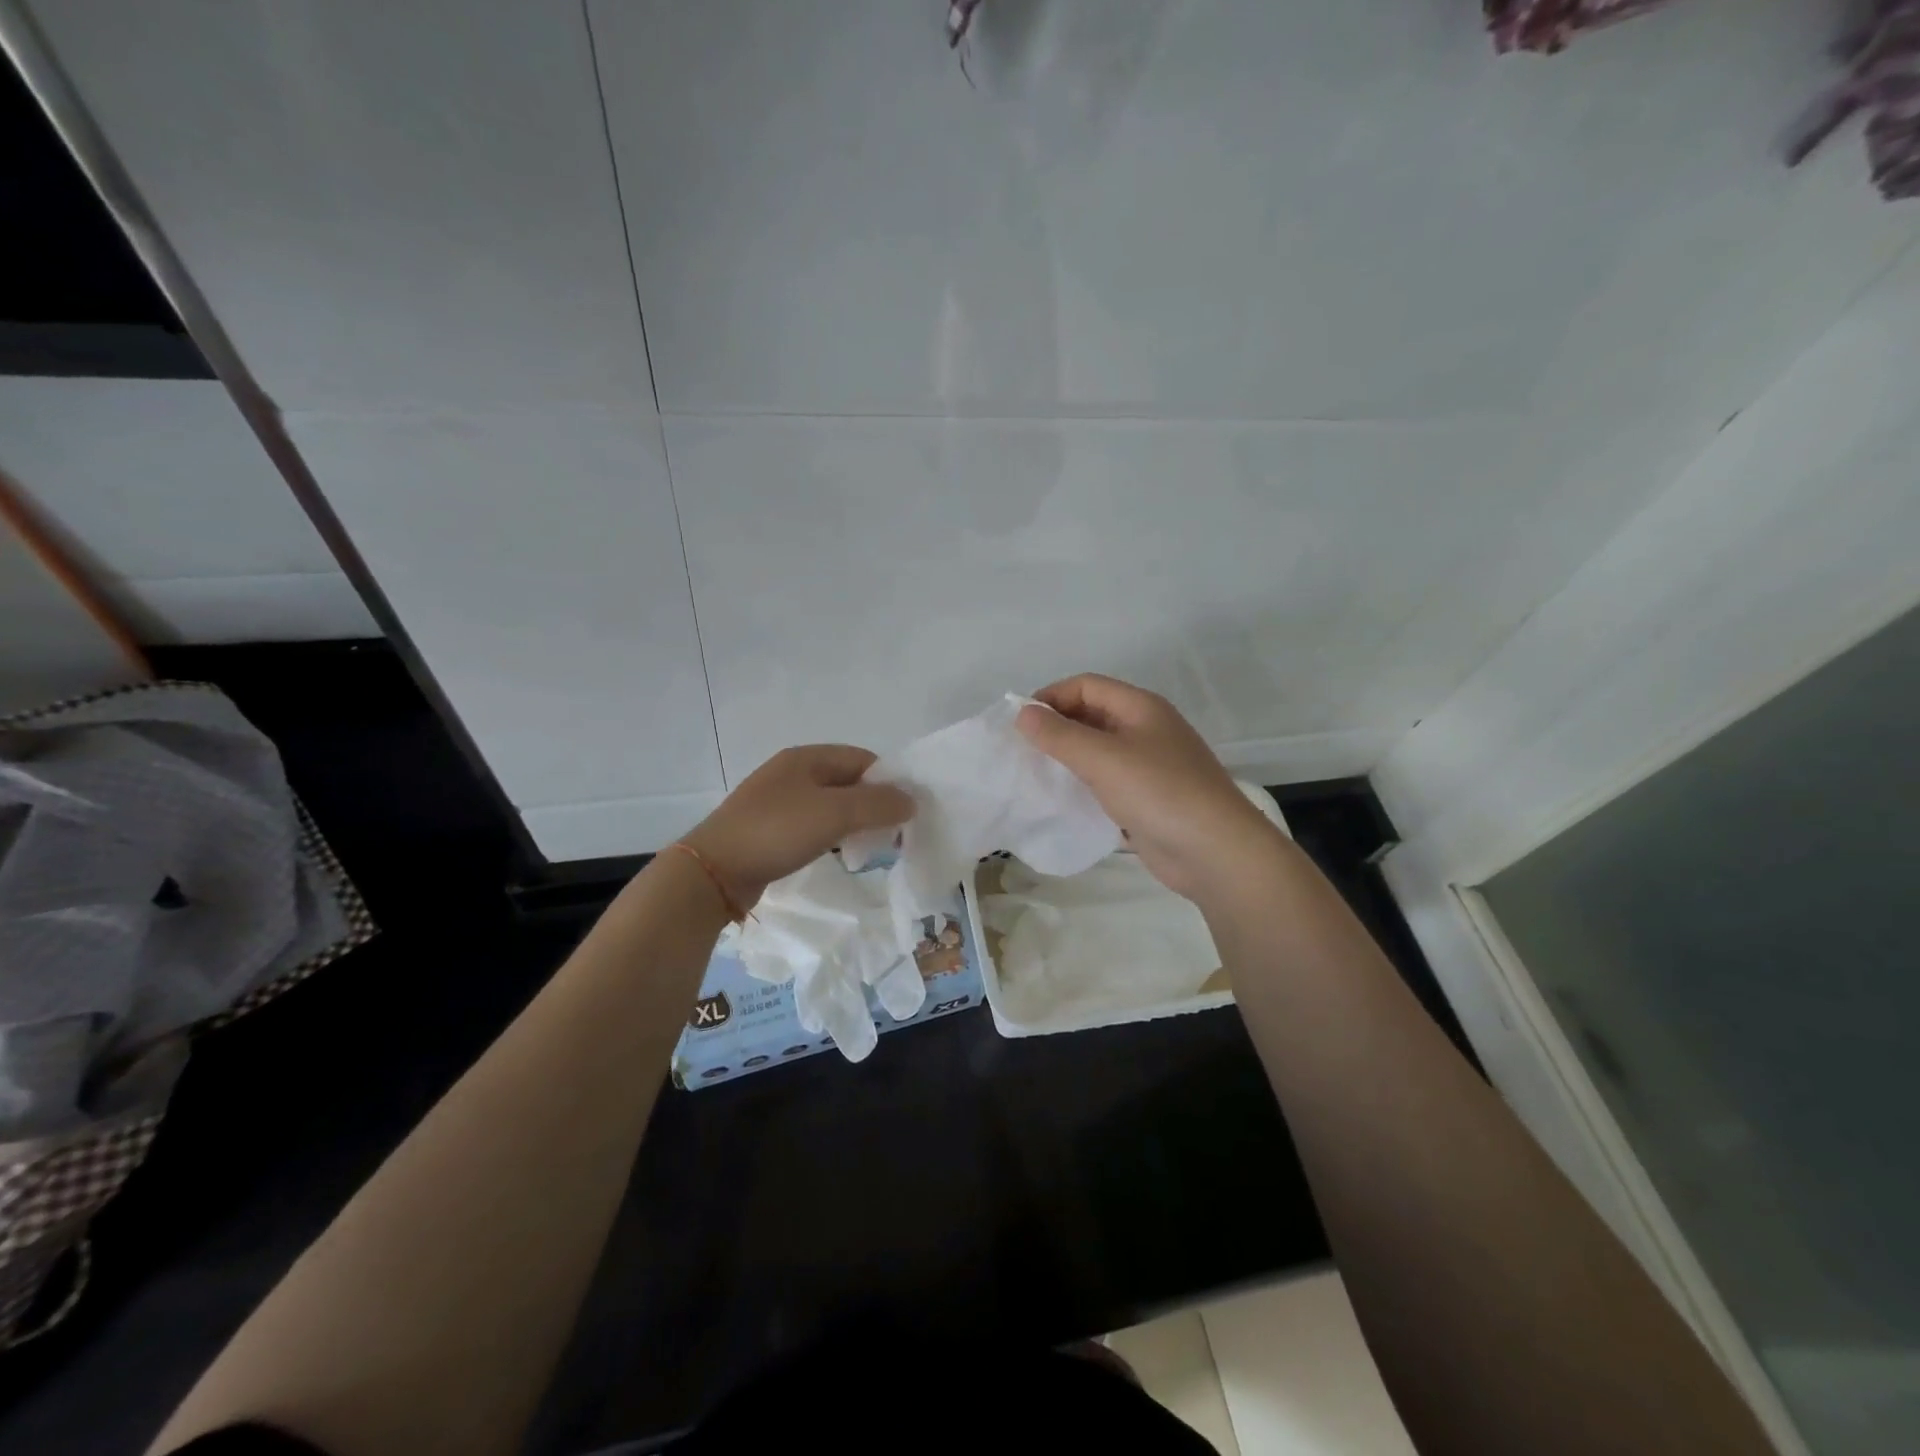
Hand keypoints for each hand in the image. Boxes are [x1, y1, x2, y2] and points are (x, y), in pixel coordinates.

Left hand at [680, 745, 913, 909]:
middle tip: (894, 832)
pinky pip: (813, 825)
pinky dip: (833, 835)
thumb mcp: (835, 813)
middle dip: (874, 803)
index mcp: (807, 758)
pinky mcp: (770, 829)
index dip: (889, 781)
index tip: (907, 810)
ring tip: (872, 845)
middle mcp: (792, 772)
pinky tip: (840, 853)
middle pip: (848, 781)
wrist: (713, 871)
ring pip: (831, 805)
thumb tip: (911, 800)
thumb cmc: (777, 831)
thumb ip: (877, 804)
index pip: (863, 759)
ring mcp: (779, 801)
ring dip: (854, 821)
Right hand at [1016, 674, 1279, 900]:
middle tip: (1022, 751)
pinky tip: (1063, 801)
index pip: (1086, 686)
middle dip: (1056, 727)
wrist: (1215, 852)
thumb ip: (1060, 735)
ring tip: (1035, 775)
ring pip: (1099, 751)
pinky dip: (1083, 785)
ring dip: (1068, 758)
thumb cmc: (1159, 792)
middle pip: (1092, 715)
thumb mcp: (1103, 759)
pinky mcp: (1148, 799)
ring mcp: (1149, 766)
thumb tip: (1023, 713)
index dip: (1051, 697)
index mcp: (1140, 707)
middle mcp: (1146, 730)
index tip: (1019, 723)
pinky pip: (1107, 782)